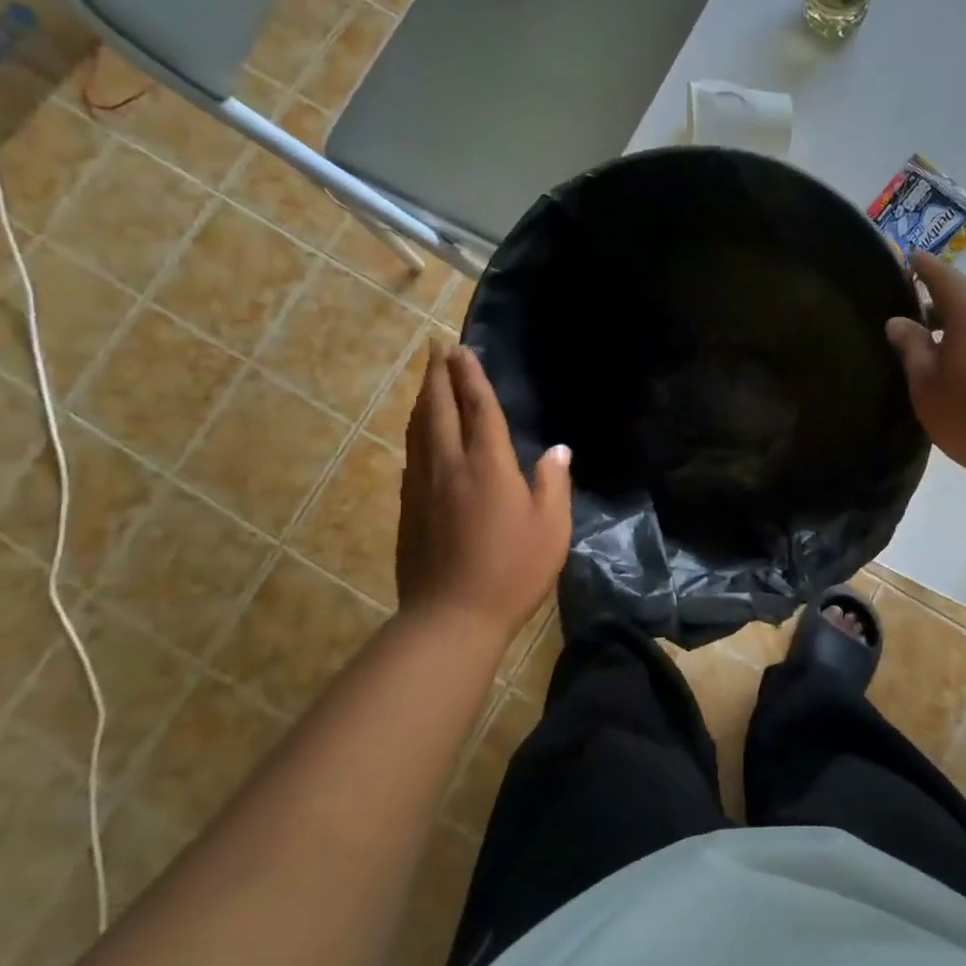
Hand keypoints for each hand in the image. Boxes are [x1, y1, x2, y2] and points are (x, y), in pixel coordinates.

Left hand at [395, 340, 571, 637]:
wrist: (450, 617)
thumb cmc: (512, 571)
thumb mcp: (551, 528)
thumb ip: (553, 483)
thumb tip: (557, 450)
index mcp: (488, 465)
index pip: (479, 409)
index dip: (472, 377)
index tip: (462, 350)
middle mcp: (449, 465)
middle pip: (440, 409)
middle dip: (439, 375)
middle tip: (437, 348)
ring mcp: (422, 486)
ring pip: (418, 429)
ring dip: (424, 399)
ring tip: (428, 379)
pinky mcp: (407, 508)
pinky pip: (411, 454)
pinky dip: (416, 431)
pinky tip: (419, 433)